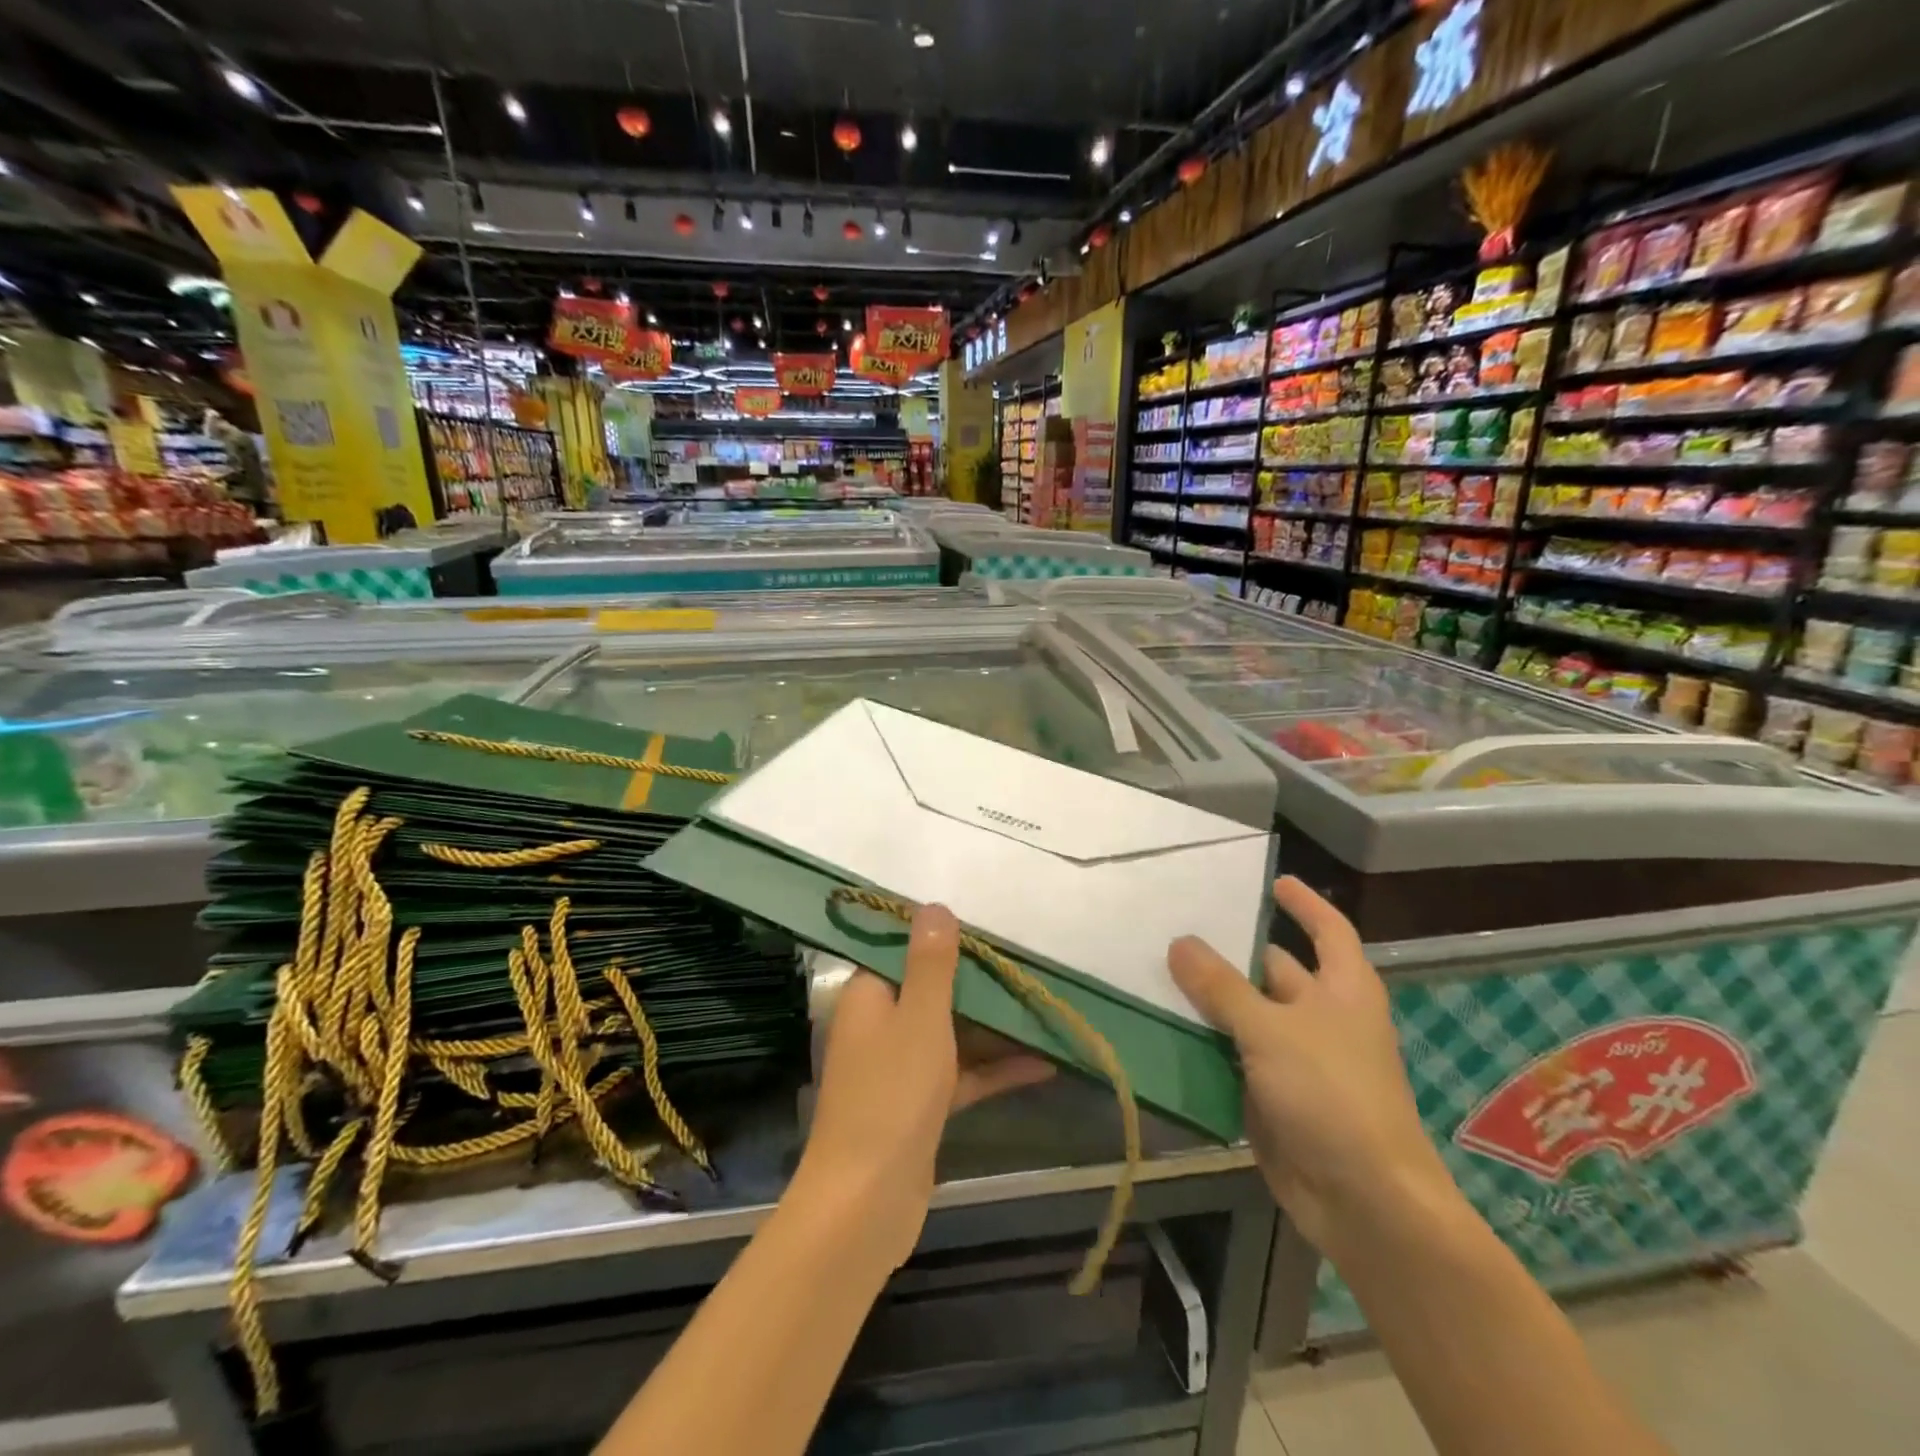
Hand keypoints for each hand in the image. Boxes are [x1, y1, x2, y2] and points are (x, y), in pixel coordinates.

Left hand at [794, 905, 1054, 1269]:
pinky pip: (962, 1074)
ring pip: (952, 1033)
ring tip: (1043, 1007)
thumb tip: (934, 906)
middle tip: (1027, 963)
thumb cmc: (892, 1095)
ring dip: (994, 1026)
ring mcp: (900, 1068)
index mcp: (869, 996)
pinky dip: (995, 1069)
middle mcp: (880, 1025)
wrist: (867, 1203)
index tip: (986, 926)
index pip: (902, 950)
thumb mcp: (920, 1017)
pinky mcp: (920, 1106)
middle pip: (932, 990)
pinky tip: (1044, 1064)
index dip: (941, 937)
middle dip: (978, 981)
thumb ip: (931, 963)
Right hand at [1168, 877, 1455, 1258]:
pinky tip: (1164, 1026)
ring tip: (1157, 968)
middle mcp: (1322, 1017)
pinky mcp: (1273, 1094)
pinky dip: (1204, 1042)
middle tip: (1179, 924)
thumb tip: (1178, 942)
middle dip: (1232, 951)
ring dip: (1209, 998)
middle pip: (1275, 969)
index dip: (1304, 904)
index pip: (1328, 929)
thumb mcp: (1271, 1029)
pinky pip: (1233, 1055)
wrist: (1364, 1202)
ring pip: (1247, 1014)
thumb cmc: (1332, 1094)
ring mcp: (1297, 1058)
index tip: (1271, 880)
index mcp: (1343, 989)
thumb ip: (1220, 985)